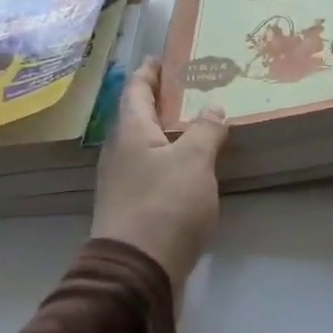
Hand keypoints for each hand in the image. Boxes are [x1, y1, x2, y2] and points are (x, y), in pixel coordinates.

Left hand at [91, 60, 227, 310]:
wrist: (137, 274)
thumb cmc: (164, 206)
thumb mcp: (194, 161)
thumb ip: (205, 130)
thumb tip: (212, 108)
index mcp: (130, 133)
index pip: (135, 90)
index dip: (149, 72)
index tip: (161, 58)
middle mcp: (120, 154)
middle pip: (138, 118)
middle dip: (161, 102)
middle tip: (191, 89)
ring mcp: (123, 185)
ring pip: (145, 147)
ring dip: (167, 133)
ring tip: (196, 126)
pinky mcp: (132, 211)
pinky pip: (152, 172)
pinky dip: (170, 161)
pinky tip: (191, 170)